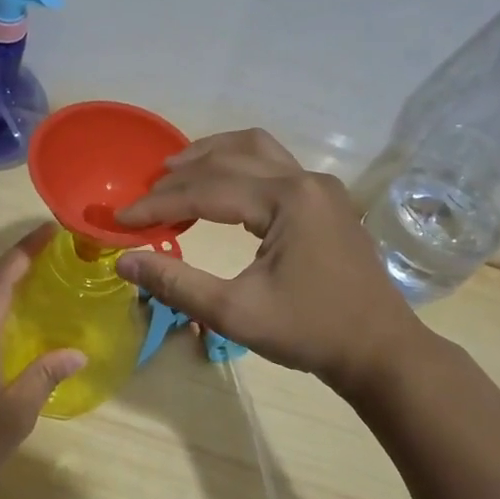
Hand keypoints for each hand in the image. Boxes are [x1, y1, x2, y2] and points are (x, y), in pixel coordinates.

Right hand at [113, 128, 423, 389]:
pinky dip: (237, 165)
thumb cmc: (309, 332)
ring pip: (255, 149)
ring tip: (173, 171)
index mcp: (287, 200)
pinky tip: (219, 185)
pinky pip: (273, 163)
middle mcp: (305, 180)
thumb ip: (176, 284)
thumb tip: (124, 262)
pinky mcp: (325, 200)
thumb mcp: (235, 313)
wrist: (378, 350)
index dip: (158, 204)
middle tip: (142, 197)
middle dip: (179, 176)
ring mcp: (320, 186)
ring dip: (210, 155)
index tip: (120, 221)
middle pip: (229, 158)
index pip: (206, 190)